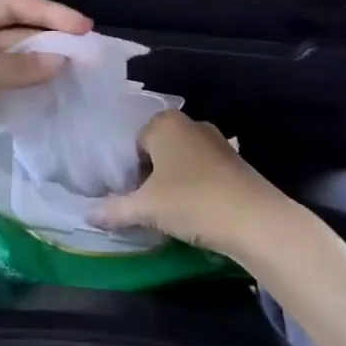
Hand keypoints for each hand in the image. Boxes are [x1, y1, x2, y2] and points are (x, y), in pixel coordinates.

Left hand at [0, 0, 91, 197]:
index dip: (48, 12)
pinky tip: (52, 101)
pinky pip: (3, 92)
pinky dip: (26, 95)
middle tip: (90, 57)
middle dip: (50, 42)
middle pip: (15, 33)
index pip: (11, 4)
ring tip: (79, 79)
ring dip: (42, 70)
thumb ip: (15, 66)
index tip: (84, 28)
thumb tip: (61, 61)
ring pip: (12, 65)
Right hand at [89, 111, 283, 256]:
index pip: (131, 141)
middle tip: (139, 203)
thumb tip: (87, 214)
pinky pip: (201, 172)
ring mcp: (216, 142)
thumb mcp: (146, 208)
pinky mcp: (235, 164)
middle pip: (156, 149)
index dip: (124, 169)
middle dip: (146, 174)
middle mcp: (190, 124)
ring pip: (180, 161)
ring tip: (163, 211)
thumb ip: (114, 209)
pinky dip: (192, 188)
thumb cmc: (193, 201)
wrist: (258, 222)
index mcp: (164, 123)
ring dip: (170, 183)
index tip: (122, 194)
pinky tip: (191, 213)